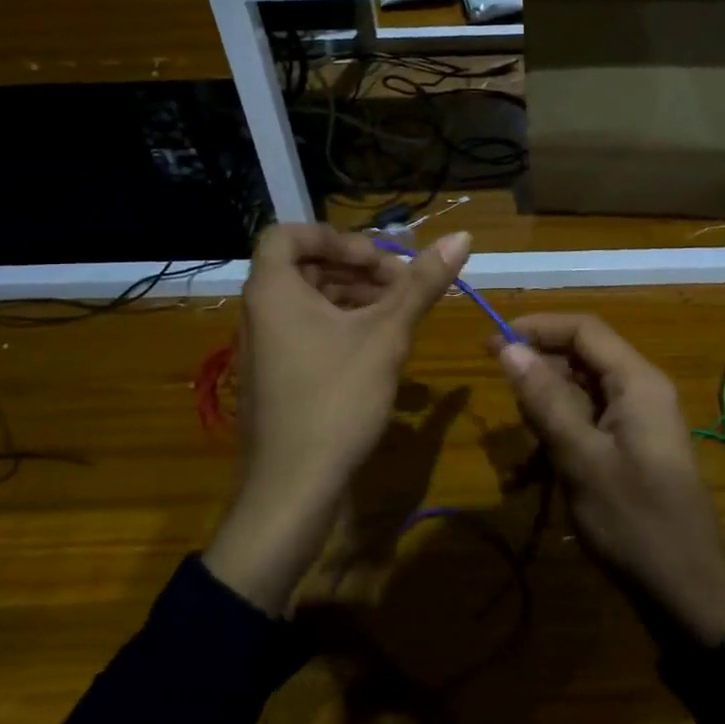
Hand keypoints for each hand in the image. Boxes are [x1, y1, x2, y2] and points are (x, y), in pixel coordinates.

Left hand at [203, 224, 470, 613]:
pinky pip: (309, 330)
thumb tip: (463, 236)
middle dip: (359, 269)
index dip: (337, 237)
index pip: (289, 234)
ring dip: (357, 297)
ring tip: (402, 314)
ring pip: (311, 301)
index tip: (379, 258)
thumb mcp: (387, 335)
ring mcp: (267, 346)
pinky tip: (383, 346)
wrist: (292, 489)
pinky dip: (345, 325)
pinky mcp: (279, 375)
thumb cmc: (336, 399)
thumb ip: (422, 284)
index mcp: (273, 291)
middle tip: (405, 285)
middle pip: (307, 267)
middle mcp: (261, 312)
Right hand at [494, 314, 724, 647]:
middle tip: (501, 402)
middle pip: (580, 359)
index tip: (492, 343)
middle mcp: (639, 391)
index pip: (584, 329)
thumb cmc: (634, 521)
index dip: (537, 328)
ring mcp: (635, 422)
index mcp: (637, 381)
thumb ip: (545, 399)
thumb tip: (508, 348)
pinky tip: (529, 479)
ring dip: (543, 416)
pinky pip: (586, 427)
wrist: (686, 592)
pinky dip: (557, 443)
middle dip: (538, 376)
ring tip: (520, 457)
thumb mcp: (580, 458)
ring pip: (578, 396)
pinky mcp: (628, 450)